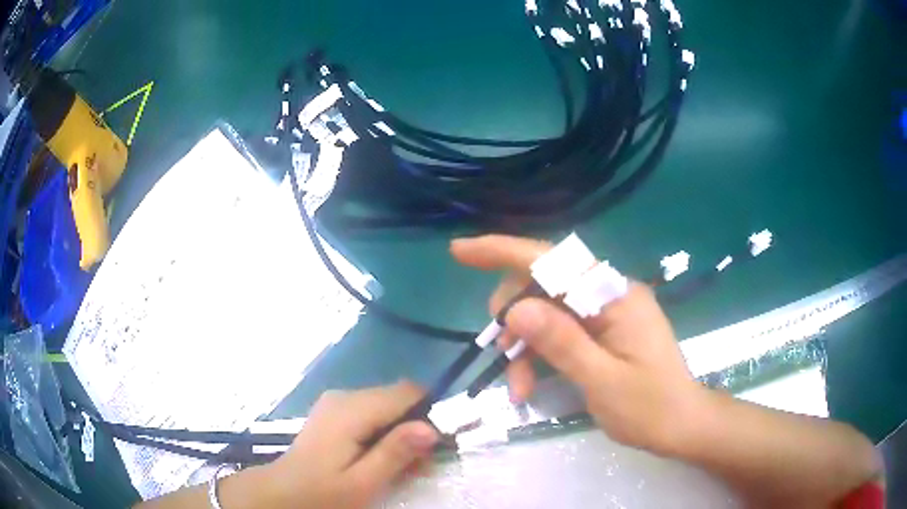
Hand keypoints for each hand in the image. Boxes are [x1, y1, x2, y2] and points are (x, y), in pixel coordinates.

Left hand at [264, 382, 438, 508]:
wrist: (281, 493)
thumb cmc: (322, 493)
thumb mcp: (362, 482)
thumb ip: (395, 453)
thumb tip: (432, 428)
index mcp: (351, 409)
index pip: (409, 392)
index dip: (430, 413)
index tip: (437, 446)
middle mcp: (345, 396)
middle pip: (399, 398)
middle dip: (417, 427)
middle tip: (419, 465)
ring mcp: (337, 402)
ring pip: (388, 406)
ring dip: (402, 433)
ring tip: (401, 467)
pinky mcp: (334, 413)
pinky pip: (371, 413)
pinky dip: (385, 434)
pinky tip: (380, 459)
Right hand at [451, 235, 706, 454]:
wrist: (682, 426)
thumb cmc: (650, 408)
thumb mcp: (602, 381)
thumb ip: (562, 343)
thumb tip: (516, 310)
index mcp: (616, 298)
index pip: (554, 261)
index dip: (505, 251)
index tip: (461, 251)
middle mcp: (610, 295)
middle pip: (545, 285)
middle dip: (514, 317)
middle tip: (500, 354)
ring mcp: (607, 313)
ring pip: (547, 312)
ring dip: (524, 345)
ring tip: (517, 387)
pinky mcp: (603, 332)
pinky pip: (560, 331)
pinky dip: (539, 353)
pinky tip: (529, 384)